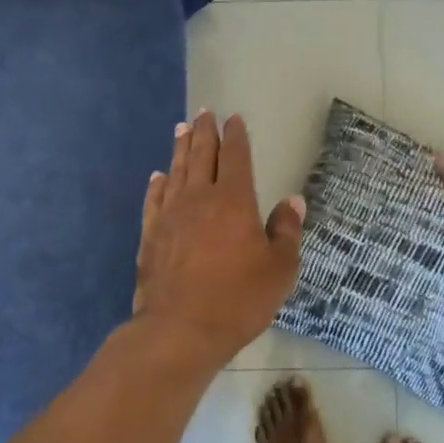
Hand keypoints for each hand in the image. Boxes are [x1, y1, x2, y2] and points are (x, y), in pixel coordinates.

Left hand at [132, 110, 305, 368]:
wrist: (181, 329)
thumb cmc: (238, 299)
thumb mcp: (279, 269)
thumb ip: (286, 231)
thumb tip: (292, 201)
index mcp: (234, 201)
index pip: (235, 157)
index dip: (235, 136)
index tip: (233, 118)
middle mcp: (199, 198)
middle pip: (201, 156)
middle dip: (204, 132)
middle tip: (204, 113)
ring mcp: (170, 216)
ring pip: (176, 172)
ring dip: (180, 149)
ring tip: (181, 129)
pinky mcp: (150, 236)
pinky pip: (154, 200)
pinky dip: (157, 185)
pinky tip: (158, 177)